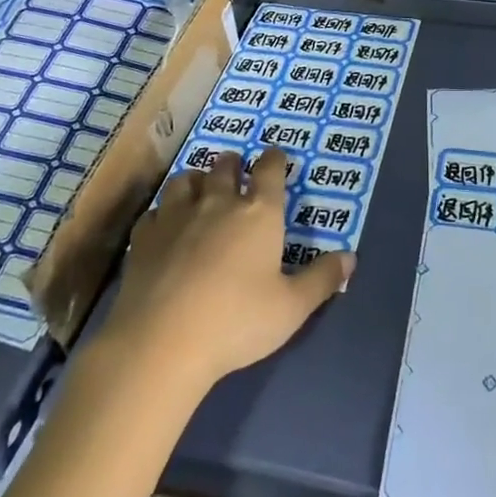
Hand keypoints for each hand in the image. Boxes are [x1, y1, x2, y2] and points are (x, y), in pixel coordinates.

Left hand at [101, 148, 352, 394]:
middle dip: (233, 163)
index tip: (276, 155)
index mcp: (259, 212)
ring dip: (197, 179)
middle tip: (236, 169)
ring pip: (186, 179)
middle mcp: (218, 202)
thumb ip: (321, 280)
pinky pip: (155, 210)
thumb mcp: (291, 308)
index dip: (274, 159)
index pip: (270, 169)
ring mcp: (176, 215)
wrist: (162, 341)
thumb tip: (351, 258)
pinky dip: (163, 212)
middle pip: (225, 166)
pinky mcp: (144, 236)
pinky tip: (164, 226)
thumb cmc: (236, 321)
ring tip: (200, 188)